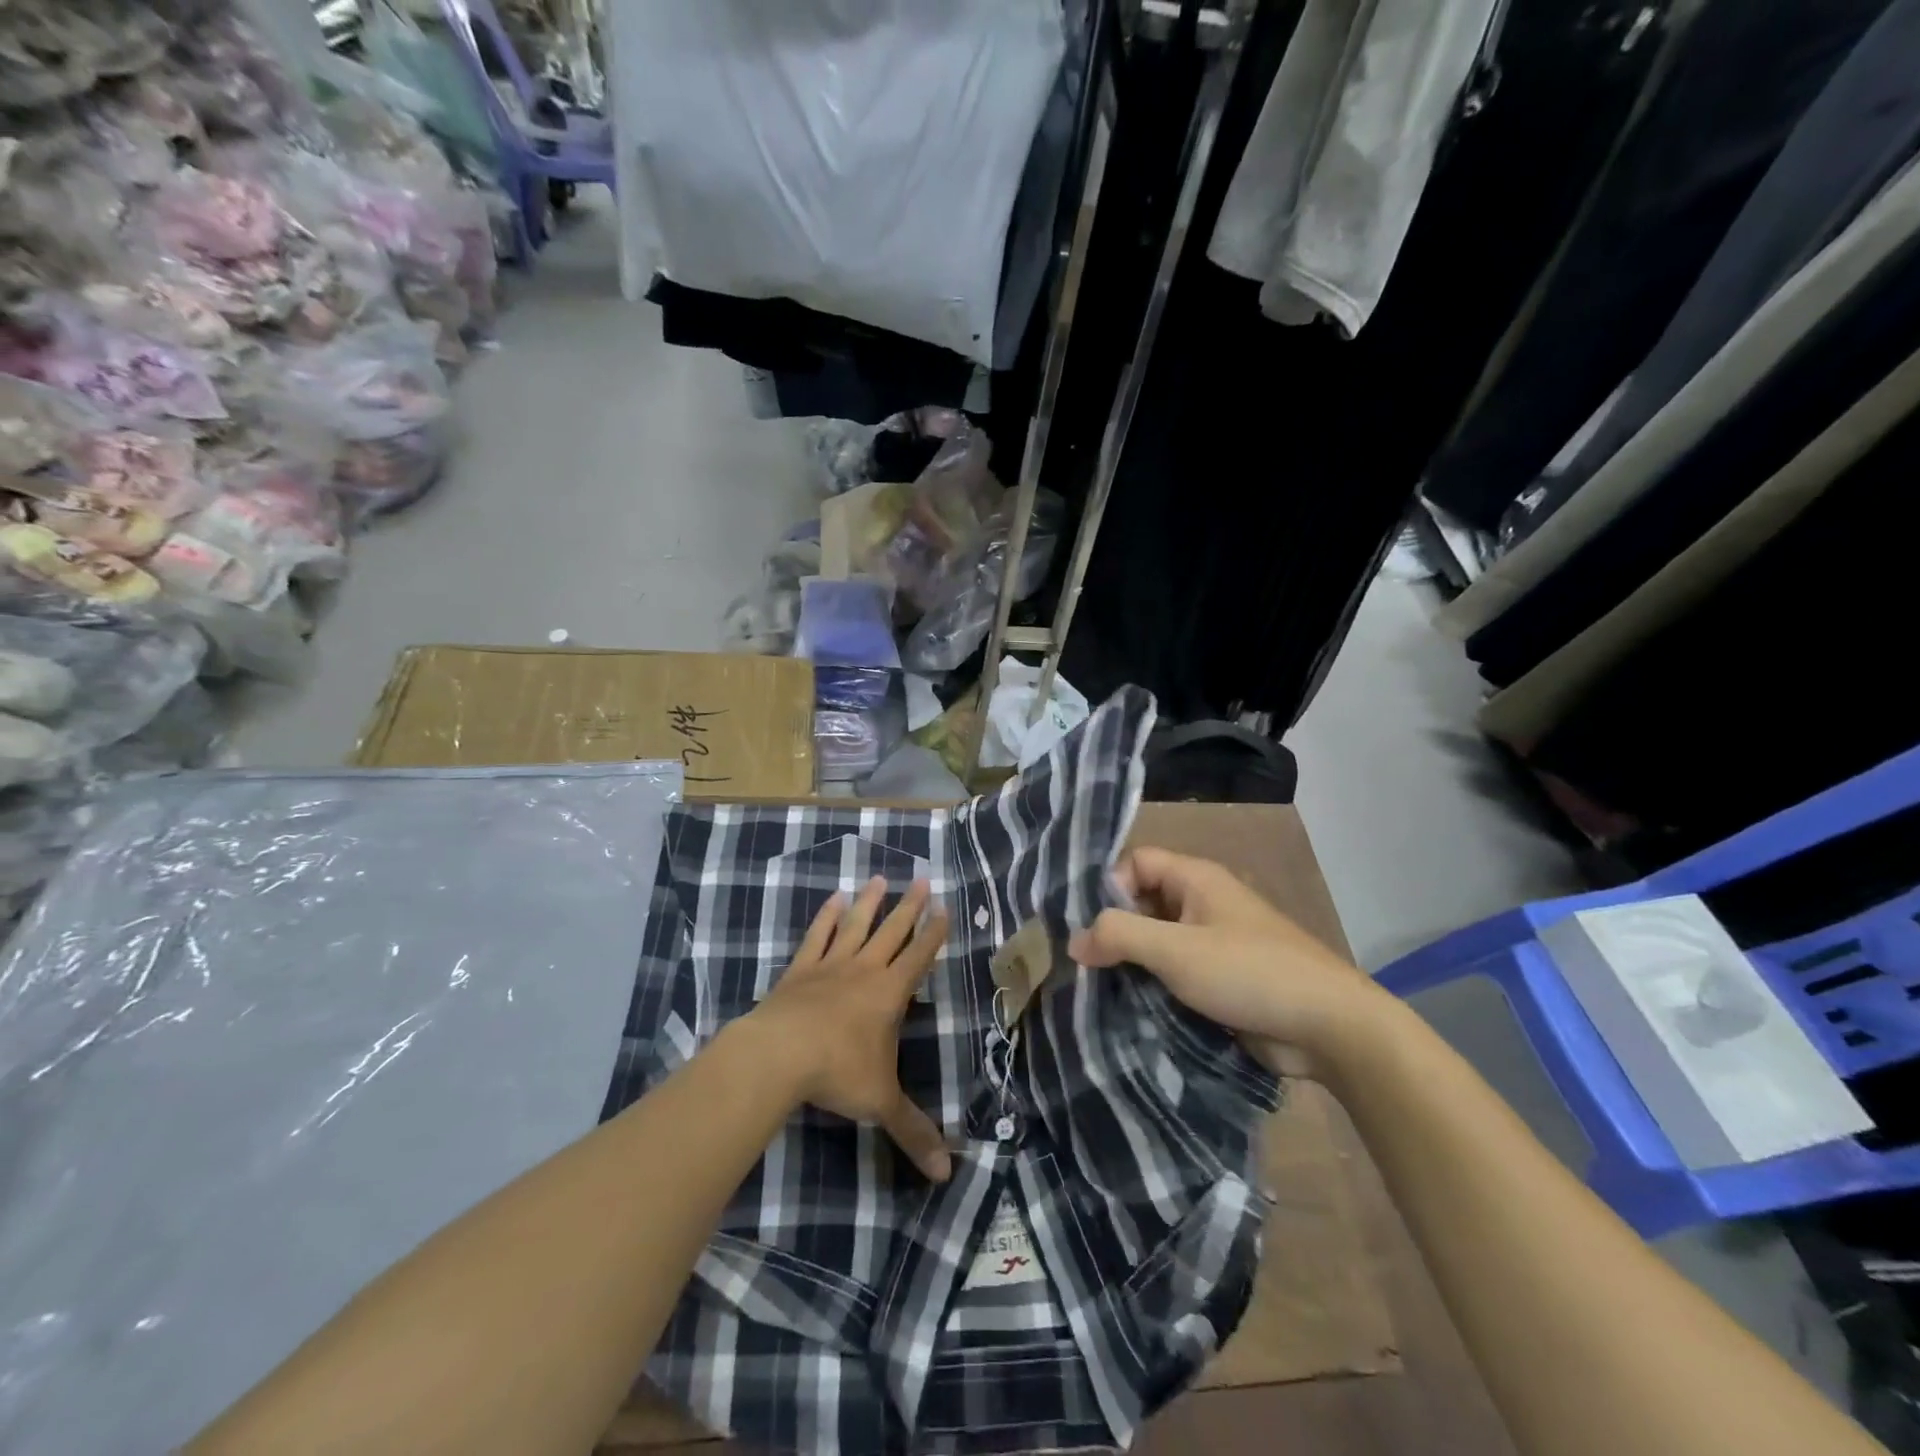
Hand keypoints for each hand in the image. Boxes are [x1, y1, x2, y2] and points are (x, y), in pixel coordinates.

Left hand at [745, 876, 952, 1181]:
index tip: (944, 907)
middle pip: (893, 931)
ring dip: (870, 902)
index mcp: (890, 993)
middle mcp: (864, 970)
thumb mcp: (881, 1103)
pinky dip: (825, 917)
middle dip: (910, 907)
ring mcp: (829, 965)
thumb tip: (946, 1174)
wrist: (779, 1055)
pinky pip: (816, 936)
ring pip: (856, 926)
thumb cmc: (838, 1073)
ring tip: (880, 878)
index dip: (934, 933)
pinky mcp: (799, 969)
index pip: (920, 957)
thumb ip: (913, 1132)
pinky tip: (832, 899)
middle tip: (923, 879)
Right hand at [1067, 848, 1393, 1078]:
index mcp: (1195, 878)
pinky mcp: (1221, 979)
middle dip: (1114, 930)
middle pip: (1143, 902)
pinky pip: (1175, 972)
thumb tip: (1073, 940)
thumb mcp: (1175, 950)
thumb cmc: (1248, 973)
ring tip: (1099, 990)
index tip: (1087, 927)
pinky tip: (1130, 1008)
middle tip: (1083, 964)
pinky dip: (1153, 985)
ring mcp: (1214, 942)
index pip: (1135, 862)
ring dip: (1131, 963)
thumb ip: (1119, 936)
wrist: (1330, 1027)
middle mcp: (1202, 902)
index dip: (1108, 886)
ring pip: (1157, 941)